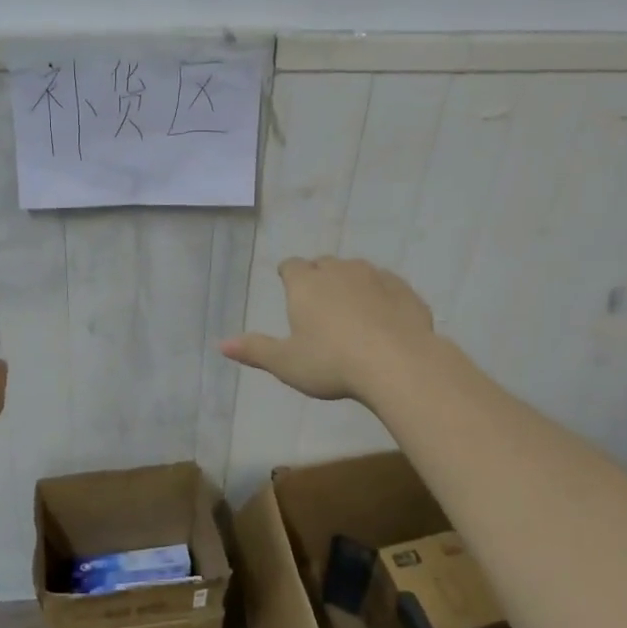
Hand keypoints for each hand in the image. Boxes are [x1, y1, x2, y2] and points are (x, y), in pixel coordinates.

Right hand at [220, 257, 435, 403]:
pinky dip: (382, 297)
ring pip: (358, 270)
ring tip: (352, 309)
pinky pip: (388, 286)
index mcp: (306, 284)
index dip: (288, 274)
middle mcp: (339, 270)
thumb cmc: (331, 362)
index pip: (291, 267)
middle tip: (319, 301)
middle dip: (319, 276)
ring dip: (352, 283)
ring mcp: (376, 277)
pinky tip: (384, 318)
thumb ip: (255, 350)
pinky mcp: (405, 290)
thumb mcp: (286, 363)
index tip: (288, 284)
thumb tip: (221, 344)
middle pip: (324, 264)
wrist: (398, 363)